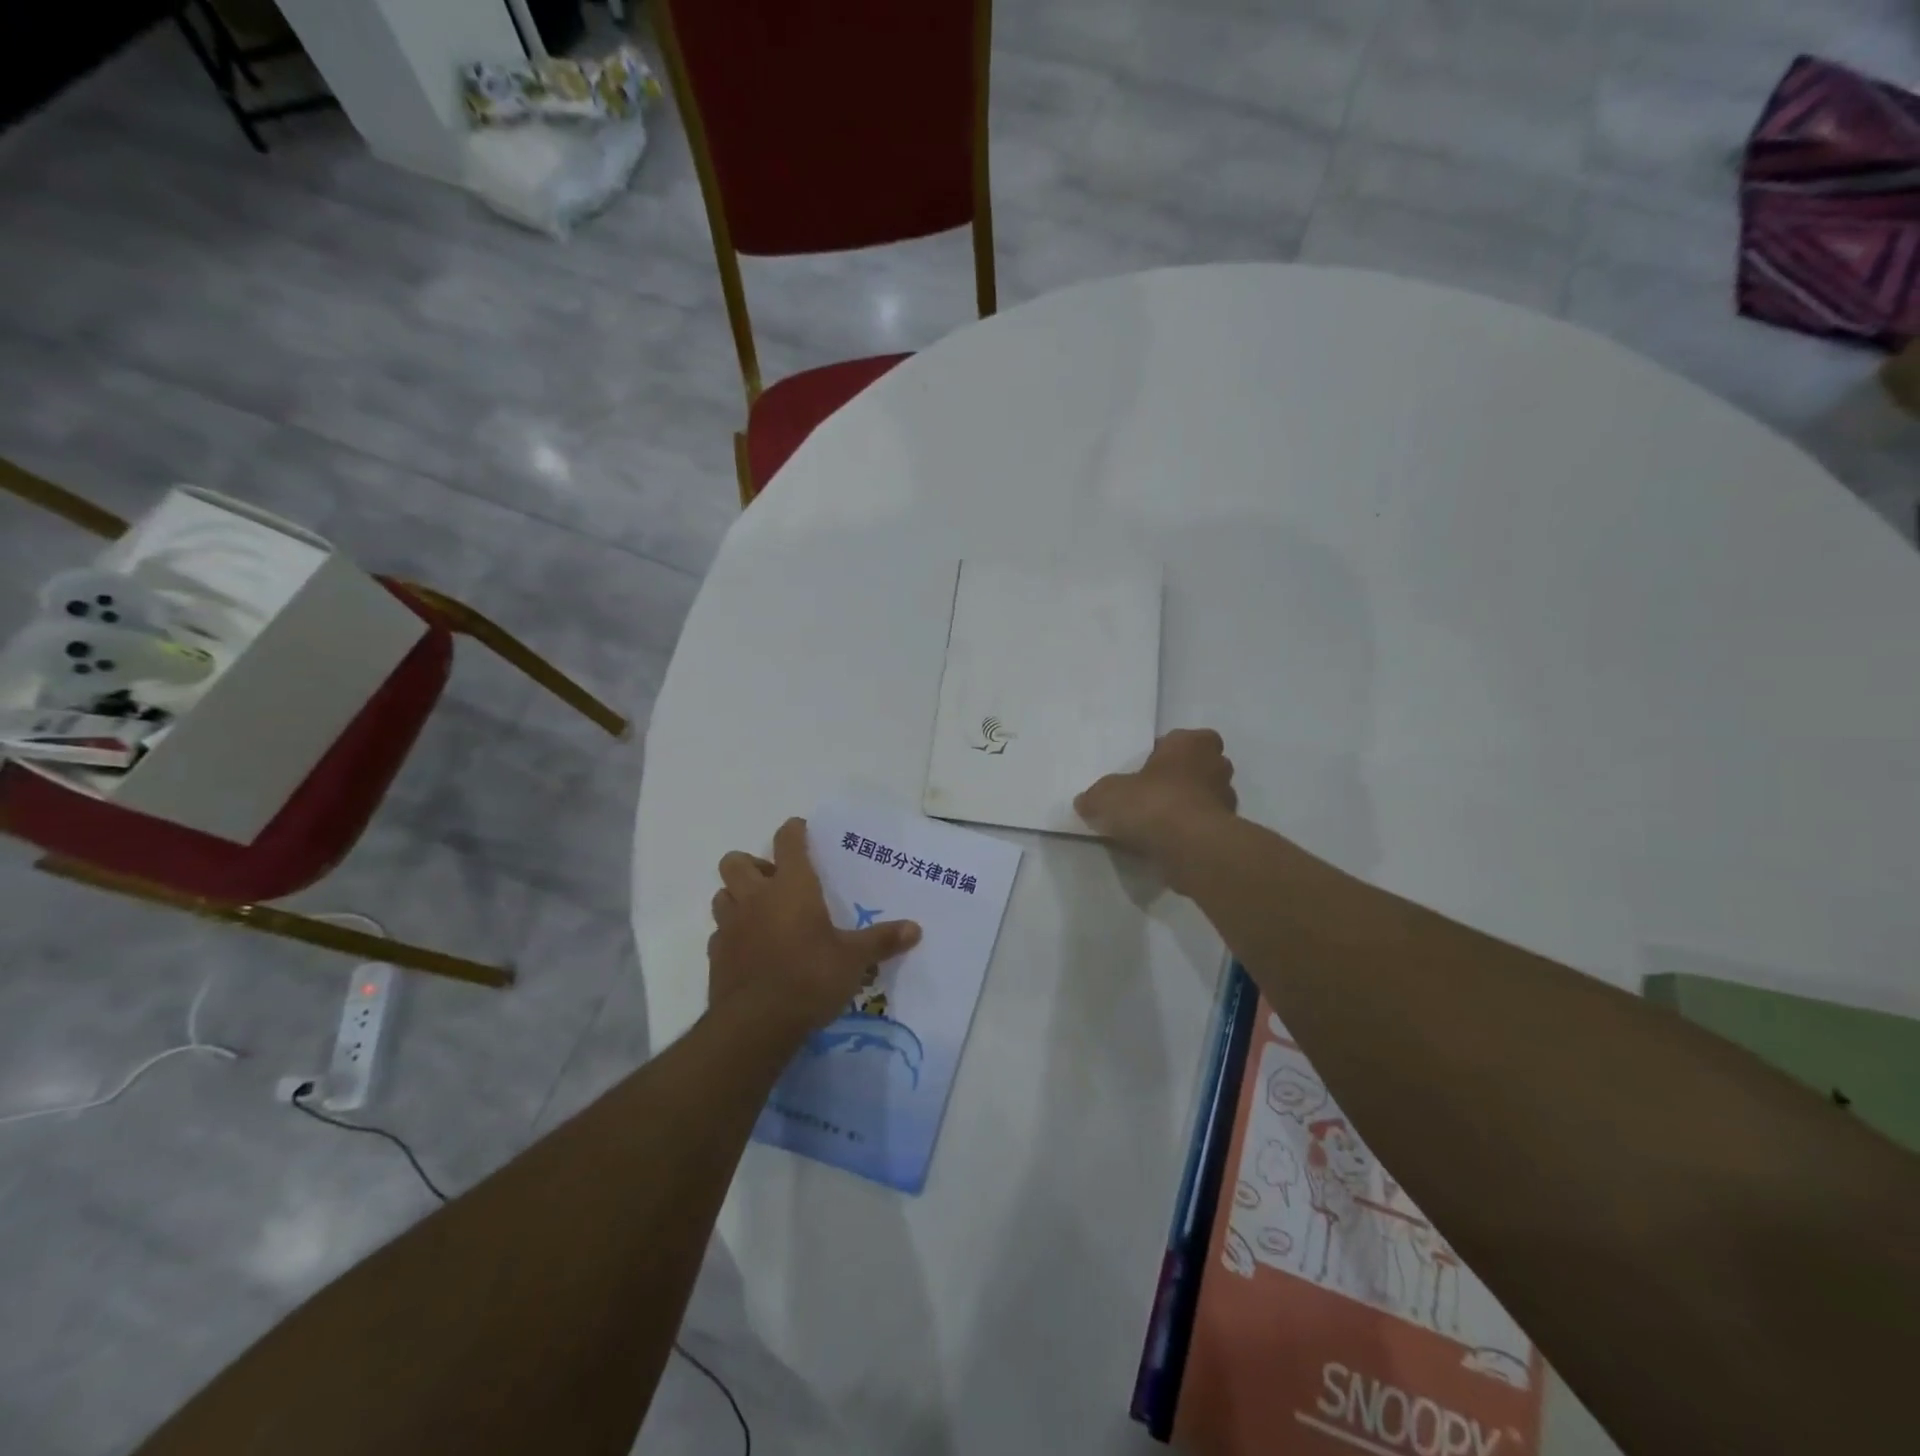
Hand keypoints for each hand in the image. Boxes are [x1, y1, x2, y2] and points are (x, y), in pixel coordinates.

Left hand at [707, 818, 921, 1041]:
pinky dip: (732, 933)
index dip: (794, 831)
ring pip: (722, 894)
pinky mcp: (716, 956)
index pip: (787, 841)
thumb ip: (881, 941)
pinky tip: (752, 949)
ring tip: (761, 913)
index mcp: (791, 887)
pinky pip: (720, 932)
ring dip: (738, 896)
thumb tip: (916, 929)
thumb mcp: (853, 960)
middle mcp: (755, 898)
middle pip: (736, 861)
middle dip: (752, 864)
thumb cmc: (810, 978)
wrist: (756, 1025)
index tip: (801, 830)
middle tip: (775, 881)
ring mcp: (730, 926)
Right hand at [1075, 728, 1237, 871]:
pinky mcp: (1227, 833)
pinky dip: (1189, 833)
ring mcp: (1227, 801)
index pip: (1183, 739)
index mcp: (1191, 743)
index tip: (1146, 770)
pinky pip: (1204, 827)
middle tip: (1152, 795)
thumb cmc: (1151, 803)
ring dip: (1186, 808)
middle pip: (1199, 767)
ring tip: (1156, 825)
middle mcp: (1216, 766)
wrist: (1190, 847)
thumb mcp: (1107, 795)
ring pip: (1205, 798)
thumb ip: (1096, 797)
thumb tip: (1086, 802)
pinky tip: (1166, 844)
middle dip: (1181, 779)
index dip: (1166, 753)